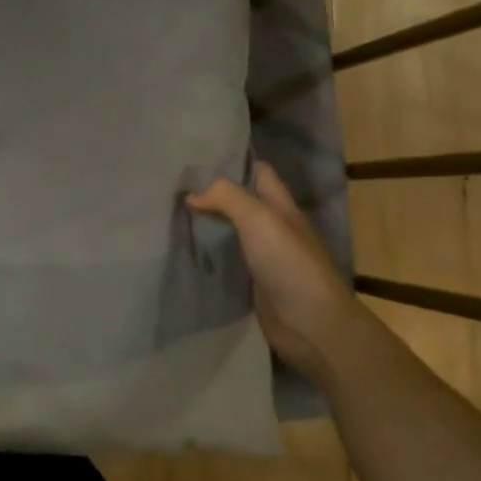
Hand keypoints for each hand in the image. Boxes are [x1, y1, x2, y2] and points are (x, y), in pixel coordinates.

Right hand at [187, 161, 367, 381]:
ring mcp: (263, 257)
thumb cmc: (289, 264)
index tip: (197, 154)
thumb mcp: (260, 219)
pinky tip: (182, 249)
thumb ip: (227, 198)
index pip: (258, 172)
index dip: (233, 160)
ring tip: (169, 213)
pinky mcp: (252, 283)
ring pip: (229, 231)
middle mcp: (273, 228)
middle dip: (211, 192)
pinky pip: (225, 261)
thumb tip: (193, 193)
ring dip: (206, 224)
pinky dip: (206, 254)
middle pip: (240, 202)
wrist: (311, 325)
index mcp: (282, 207)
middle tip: (172, 184)